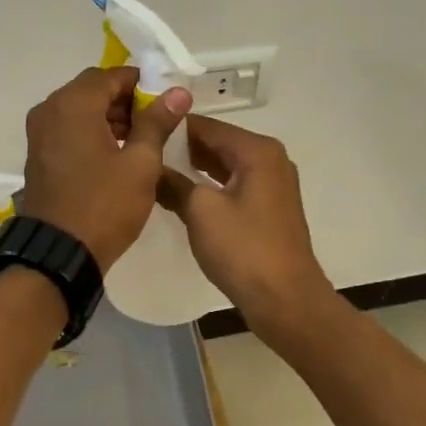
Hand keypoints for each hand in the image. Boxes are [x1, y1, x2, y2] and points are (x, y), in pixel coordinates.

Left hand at [21, 67, 191, 271]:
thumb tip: (177, 92)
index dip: (143, 84)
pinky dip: (92, 131)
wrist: (59, 253)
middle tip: (157, 123)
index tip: (166, 103)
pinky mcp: (38, 153)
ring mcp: (39, 132)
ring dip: (110, 116)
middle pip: (93, 89)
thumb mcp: (140, 163)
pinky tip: (116, 153)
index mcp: (73, 104)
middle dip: (126, 100)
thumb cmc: (104, 205)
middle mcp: (50, 109)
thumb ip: (157, 122)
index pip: (112, 75)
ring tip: (141, 141)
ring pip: (80, 109)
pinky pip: (69, 128)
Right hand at [157, 116, 330, 334]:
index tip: (139, 132)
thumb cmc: (243, 249)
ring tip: (154, 171)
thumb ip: (173, 182)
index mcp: (256, 150)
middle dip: (180, 147)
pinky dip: (209, 185)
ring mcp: (272, 183)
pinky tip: (181, 193)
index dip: (171, 127)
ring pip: (223, 164)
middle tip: (141, 152)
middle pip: (216, 142)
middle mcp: (269, 158)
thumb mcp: (200, 211)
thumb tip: (150, 169)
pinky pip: (232, 183)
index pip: (205, 125)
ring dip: (192, 167)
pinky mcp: (268, 206)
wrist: (286, 300)